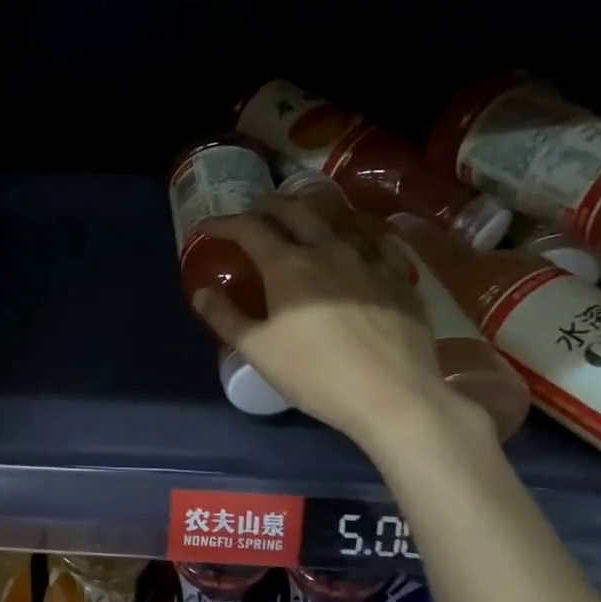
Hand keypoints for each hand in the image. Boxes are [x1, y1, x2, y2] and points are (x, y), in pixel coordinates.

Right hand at [193, 192, 485, 452]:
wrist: (392, 396)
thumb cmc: (314, 373)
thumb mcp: (256, 349)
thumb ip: (224, 316)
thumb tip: (200, 292)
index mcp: (287, 264)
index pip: (248, 228)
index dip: (222, 223)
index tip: (205, 228)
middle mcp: (328, 249)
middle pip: (295, 210)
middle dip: (268, 205)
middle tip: (254, 212)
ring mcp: (369, 260)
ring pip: (339, 217)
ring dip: (313, 212)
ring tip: (303, 218)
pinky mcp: (399, 277)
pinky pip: (378, 240)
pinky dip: (357, 232)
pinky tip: (357, 241)